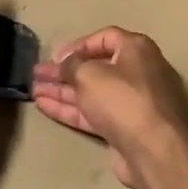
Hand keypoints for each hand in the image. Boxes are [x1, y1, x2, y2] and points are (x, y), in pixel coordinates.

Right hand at [31, 27, 187, 188]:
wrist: (153, 150)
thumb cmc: (123, 99)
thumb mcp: (89, 74)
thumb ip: (71, 65)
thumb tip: (66, 64)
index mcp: (136, 50)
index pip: (104, 38)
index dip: (77, 45)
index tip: (55, 56)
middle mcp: (138, 73)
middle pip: (95, 67)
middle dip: (64, 71)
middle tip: (37, 74)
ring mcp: (131, 103)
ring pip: (91, 92)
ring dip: (62, 91)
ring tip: (33, 90)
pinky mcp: (124, 128)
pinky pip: (93, 113)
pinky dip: (70, 109)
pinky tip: (44, 106)